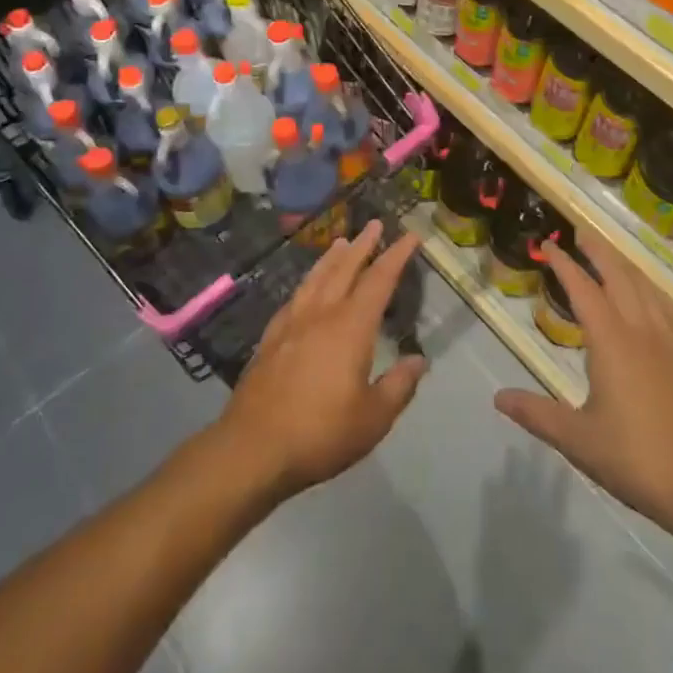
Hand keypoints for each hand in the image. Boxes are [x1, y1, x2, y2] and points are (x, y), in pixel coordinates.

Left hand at [213, 220, 427, 500]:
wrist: (253, 447)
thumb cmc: (320, 433)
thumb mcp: (373, 418)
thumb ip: (398, 386)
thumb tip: (418, 360)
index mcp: (350, 327)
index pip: (379, 281)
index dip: (396, 256)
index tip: (410, 235)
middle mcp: (321, 314)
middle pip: (345, 269)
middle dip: (363, 245)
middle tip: (374, 224)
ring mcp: (291, 324)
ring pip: (316, 278)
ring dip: (332, 257)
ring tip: (341, 241)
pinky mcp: (270, 338)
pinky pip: (295, 297)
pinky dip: (308, 282)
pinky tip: (306, 287)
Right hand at [494, 231, 672, 536]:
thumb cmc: (635, 459)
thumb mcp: (577, 439)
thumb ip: (536, 414)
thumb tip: (498, 397)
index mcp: (612, 342)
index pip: (584, 290)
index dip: (564, 265)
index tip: (548, 245)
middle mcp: (641, 333)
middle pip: (620, 278)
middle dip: (599, 252)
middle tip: (581, 233)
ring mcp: (669, 347)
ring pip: (647, 291)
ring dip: (626, 268)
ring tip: (611, 257)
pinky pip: (667, 314)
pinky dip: (652, 294)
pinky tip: (650, 301)